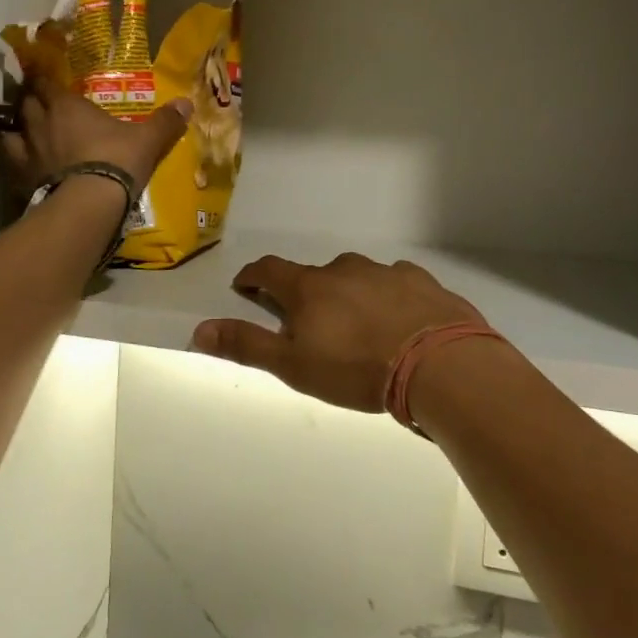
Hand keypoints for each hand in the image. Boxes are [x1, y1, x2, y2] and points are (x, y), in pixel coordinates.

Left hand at [0, 78, 192, 194]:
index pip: (48, 83)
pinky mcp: (21, 177)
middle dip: (31, 100)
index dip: (45, 79)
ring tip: (23, 131)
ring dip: (16, 128)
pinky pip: (8, 161)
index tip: (45, 77)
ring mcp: (27, 151)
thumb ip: (165, 121)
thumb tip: (187, 102)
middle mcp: (42, 123)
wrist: (90, 202)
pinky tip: (18, 162)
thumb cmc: (118, 160)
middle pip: (27, 103)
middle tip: (39, 102)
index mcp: (68, 106)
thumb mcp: (148, 140)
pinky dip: (11, 158)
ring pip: (12, 130)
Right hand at [192, 253, 484, 412]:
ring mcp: (387, 271)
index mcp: (310, 287)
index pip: (270, 270)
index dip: (254, 276)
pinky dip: (390, 297)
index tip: (245, 285)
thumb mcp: (294, 366)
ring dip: (351, 295)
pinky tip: (402, 321)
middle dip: (308, 294)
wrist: (439, 364)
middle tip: (312, 324)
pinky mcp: (422, 281)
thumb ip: (246, 345)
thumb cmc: (357, 369)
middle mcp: (345, 269)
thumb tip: (198, 329)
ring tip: (360, 326)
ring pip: (359, 278)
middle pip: (316, 276)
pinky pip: (397, 283)